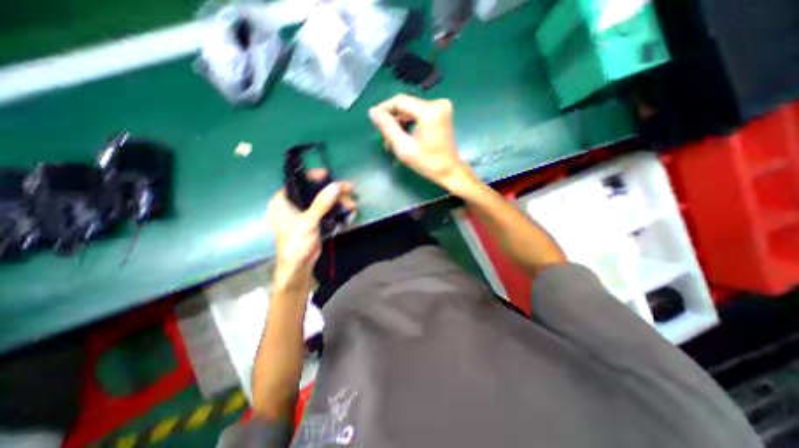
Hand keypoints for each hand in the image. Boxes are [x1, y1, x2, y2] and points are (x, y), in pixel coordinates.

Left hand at [267, 170, 352, 291]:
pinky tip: (348, 213)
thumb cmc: (296, 243)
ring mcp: (305, 213)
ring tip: (352, 206)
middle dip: (334, 192)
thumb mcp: (308, 222)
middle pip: (315, 191)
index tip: (329, 175)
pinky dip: (337, 211)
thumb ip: (321, 204)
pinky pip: (327, 211)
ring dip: (338, 202)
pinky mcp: (314, 221)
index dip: (313, 176)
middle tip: (350, 191)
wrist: (299, 266)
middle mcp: (293, 204)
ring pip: (323, 201)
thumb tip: (336, 186)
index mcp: (283, 201)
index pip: (298, 182)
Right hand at [369, 94, 472, 189]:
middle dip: (393, 118)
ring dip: (400, 121)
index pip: (400, 101)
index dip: (384, 108)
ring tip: (393, 138)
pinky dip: (410, 122)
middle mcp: (437, 103)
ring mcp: (442, 107)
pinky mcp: (442, 112)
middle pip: (406, 104)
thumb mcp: (405, 148)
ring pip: (412, 109)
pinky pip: (419, 112)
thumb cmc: (428, 164)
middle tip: (384, 134)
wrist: (451, 171)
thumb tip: (373, 112)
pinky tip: (404, 135)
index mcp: (429, 112)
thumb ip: (388, 128)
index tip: (373, 119)